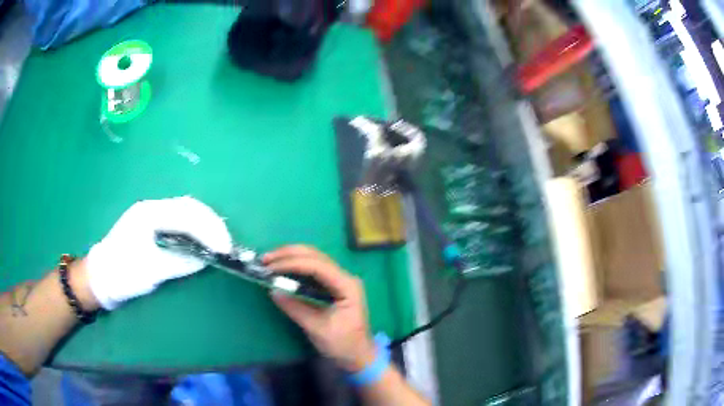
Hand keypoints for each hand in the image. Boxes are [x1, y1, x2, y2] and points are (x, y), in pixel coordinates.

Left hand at [86, 196, 231, 309]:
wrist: (101, 277)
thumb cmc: (122, 274)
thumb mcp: (150, 271)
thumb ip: (179, 262)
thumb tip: (207, 259)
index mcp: (149, 214)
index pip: (186, 214)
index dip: (209, 229)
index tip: (224, 249)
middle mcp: (152, 208)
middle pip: (190, 206)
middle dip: (212, 224)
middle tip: (226, 245)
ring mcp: (152, 215)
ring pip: (187, 211)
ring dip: (206, 224)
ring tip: (219, 242)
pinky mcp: (153, 225)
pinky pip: (181, 221)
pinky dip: (196, 229)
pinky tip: (203, 240)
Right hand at [264, 245, 376, 371]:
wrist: (358, 356)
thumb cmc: (343, 344)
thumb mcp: (318, 329)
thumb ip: (296, 308)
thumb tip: (273, 290)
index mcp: (347, 286)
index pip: (317, 266)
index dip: (292, 263)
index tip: (270, 267)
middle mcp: (344, 277)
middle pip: (316, 256)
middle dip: (289, 254)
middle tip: (266, 259)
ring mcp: (339, 280)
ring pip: (314, 259)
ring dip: (291, 257)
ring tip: (270, 261)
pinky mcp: (332, 286)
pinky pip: (313, 270)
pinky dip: (296, 267)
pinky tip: (282, 269)